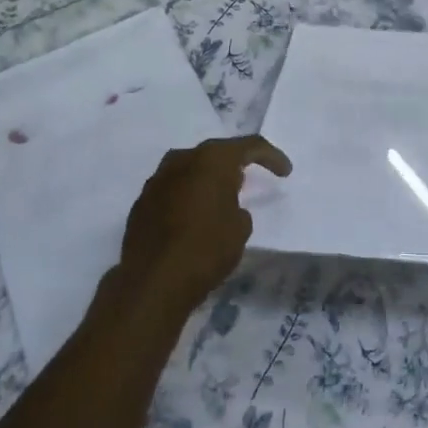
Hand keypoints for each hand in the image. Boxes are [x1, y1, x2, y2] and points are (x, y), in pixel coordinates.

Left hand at [116, 135, 290, 321]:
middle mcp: (182, 159)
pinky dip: (187, 196)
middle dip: (234, 165)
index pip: (250, 146)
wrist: (152, 281)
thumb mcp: (240, 229)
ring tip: (219, 198)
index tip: (285, 172)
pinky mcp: (142, 202)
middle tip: (249, 180)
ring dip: (207, 180)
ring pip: (190, 169)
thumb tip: (226, 207)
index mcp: (212, 159)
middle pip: (215, 153)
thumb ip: (238, 208)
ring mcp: (157, 179)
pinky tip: (193, 216)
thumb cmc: (206, 248)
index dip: (271, 156)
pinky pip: (172, 190)